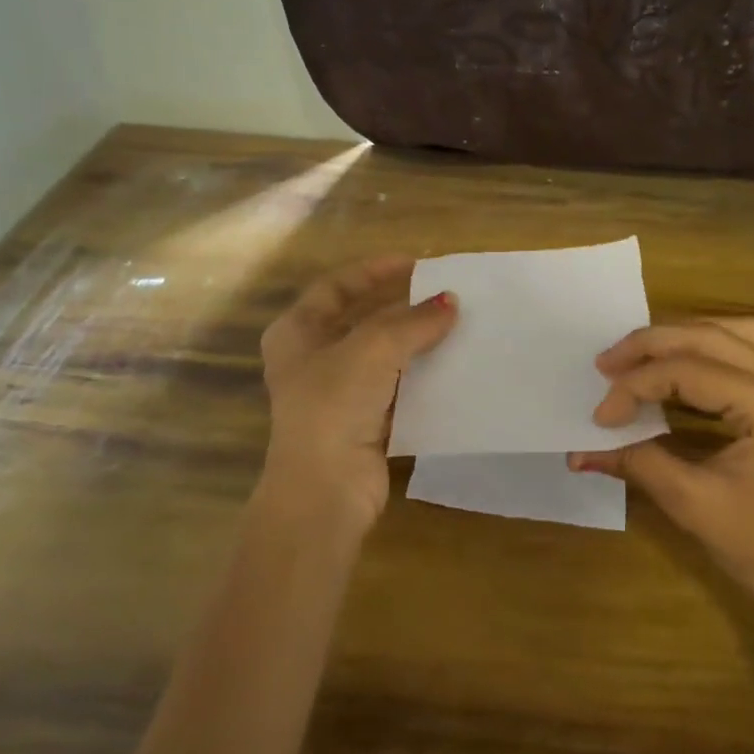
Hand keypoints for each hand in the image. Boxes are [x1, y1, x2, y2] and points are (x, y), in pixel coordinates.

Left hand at [257, 257, 456, 537]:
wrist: (326, 489)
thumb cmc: (334, 404)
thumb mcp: (373, 349)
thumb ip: (413, 321)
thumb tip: (450, 302)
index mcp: (297, 332)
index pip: (336, 286)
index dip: (374, 271)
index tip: (416, 264)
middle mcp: (313, 359)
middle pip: (362, 320)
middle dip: (402, 308)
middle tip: (443, 296)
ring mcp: (338, 393)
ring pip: (383, 356)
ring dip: (415, 342)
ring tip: (456, 326)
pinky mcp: (363, 421)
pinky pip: (397, 388)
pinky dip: (420, 376)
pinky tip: (451, 367)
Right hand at [569, 320, 753, 684]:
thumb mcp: (694, 505)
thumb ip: (637, 462)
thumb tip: (578, 450)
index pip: (689, 371)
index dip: (636, 387)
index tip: (599, 417)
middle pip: (710, 337)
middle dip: (652, 345)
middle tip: (605, 363)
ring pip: (734, 335)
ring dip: (683, 338)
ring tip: (640, 358)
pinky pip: (748, 353)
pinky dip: (709, 350)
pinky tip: (681, 367)